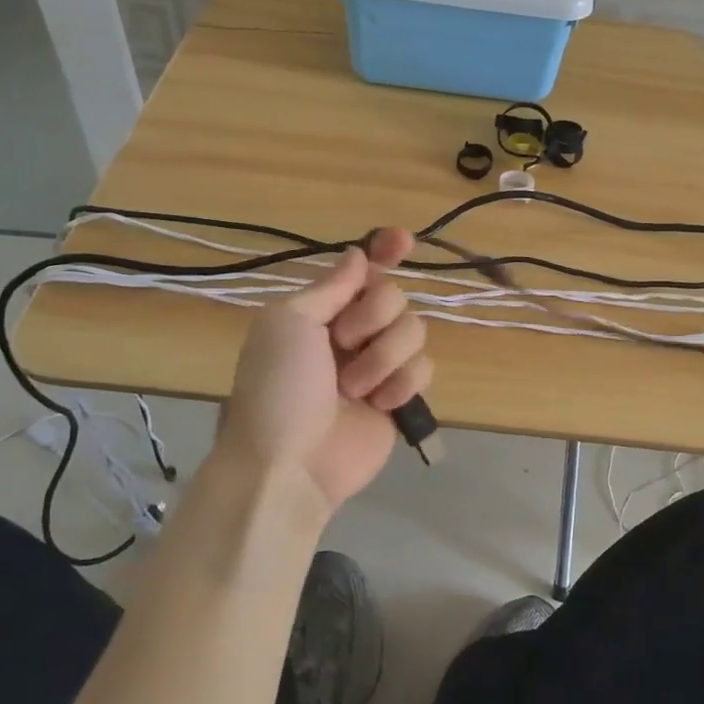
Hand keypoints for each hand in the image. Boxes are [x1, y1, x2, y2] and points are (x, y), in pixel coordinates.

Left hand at [218, 227, 433, 512]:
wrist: (290, 464)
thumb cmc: (278, 388)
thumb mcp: (290, 323)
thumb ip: (332, 286)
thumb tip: (358, 254)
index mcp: (321, 310)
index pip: (361, 270)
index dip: (384, 250)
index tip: (404, 239)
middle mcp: (352, 332)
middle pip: (394, 295)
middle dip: (373, 318)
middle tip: (343, 344)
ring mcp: (379, 364)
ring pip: (414, 330)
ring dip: (384, 357)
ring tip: (353, 389)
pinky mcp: (400, 396)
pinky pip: (424, 368)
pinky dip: (402, 384)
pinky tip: (379, 405)